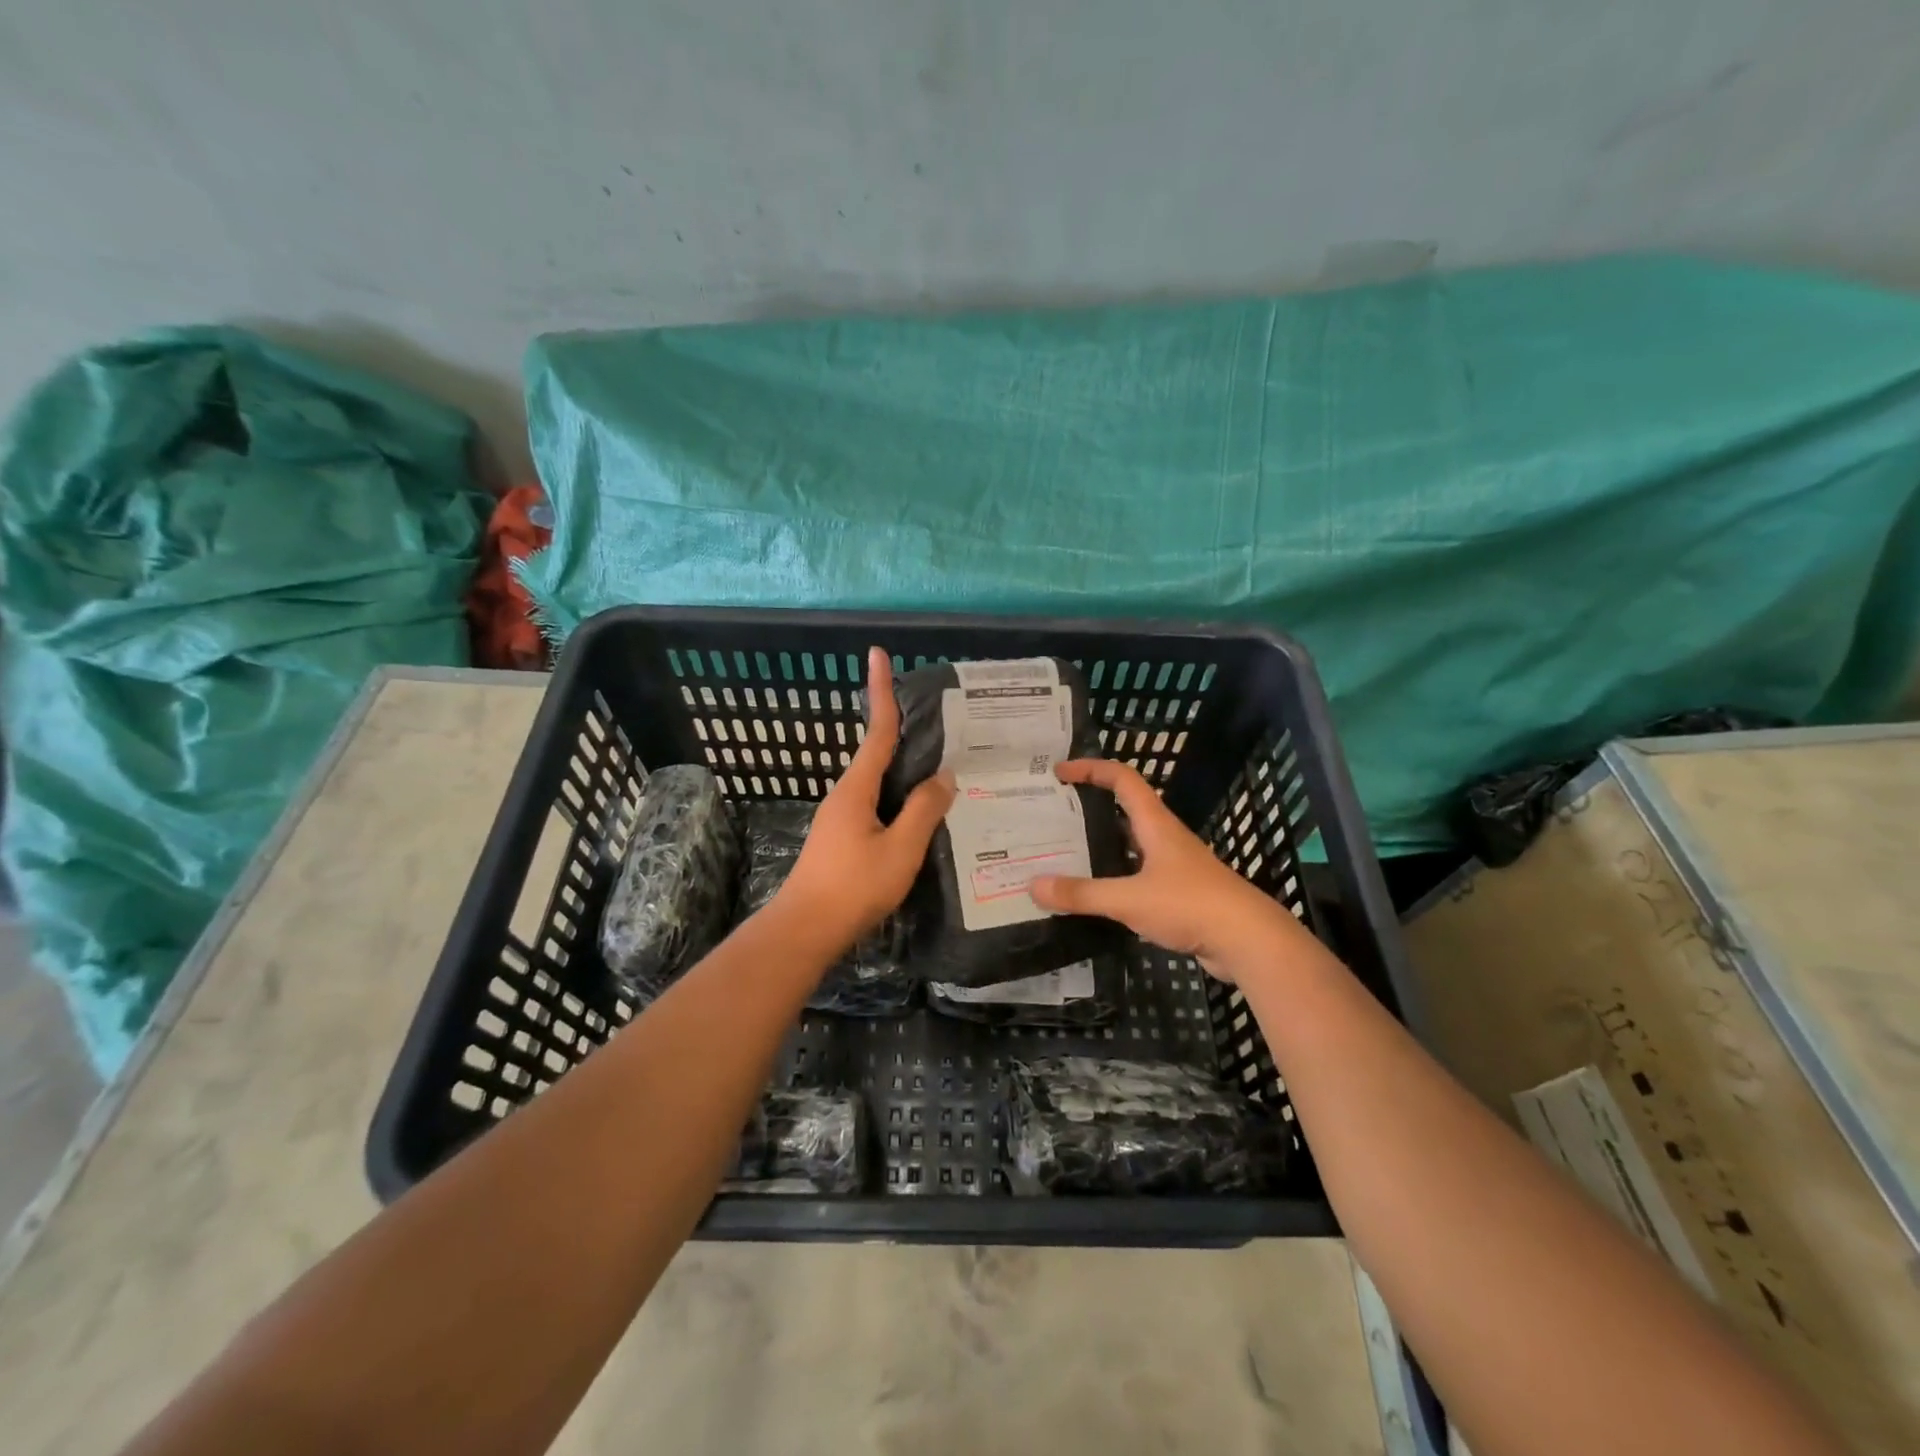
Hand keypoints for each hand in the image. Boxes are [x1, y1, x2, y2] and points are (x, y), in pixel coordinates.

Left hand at [771, 647, 954, 953]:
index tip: (877, 654)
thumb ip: (924, 811)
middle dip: (904, 730)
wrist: (805, 930)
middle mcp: (846, 794)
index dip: (880, 691)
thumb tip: (944, 776)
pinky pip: (879, 805)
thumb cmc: (853, 887)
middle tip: (941, 720)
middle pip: (879, 753)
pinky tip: (923, 813)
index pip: (878, 731)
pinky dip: (901, 798)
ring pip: (881, 783)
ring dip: (906, 769)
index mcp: (857, 788)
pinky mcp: (844, 838)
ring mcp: (842, 817)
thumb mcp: (900, 850)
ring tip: (943, 767)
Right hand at [1030, 759, 1295, 979]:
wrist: (1249, 941)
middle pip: (1124, 808)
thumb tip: (1033, 886)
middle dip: (1090, 805)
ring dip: (1101, 843)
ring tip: (1064, 852)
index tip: (1059, 771)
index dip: (1091, 768)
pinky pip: (1138, 874)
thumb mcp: (1129, 899)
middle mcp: (1164, 837)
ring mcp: (1174, 865)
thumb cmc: (1190, 905)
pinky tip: (1095, 893)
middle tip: (1052, 814)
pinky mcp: (1179, 893)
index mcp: (1155, 824)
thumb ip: (1082, 894)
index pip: (1122, 778)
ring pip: (1130, 844)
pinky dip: (1114, 876)